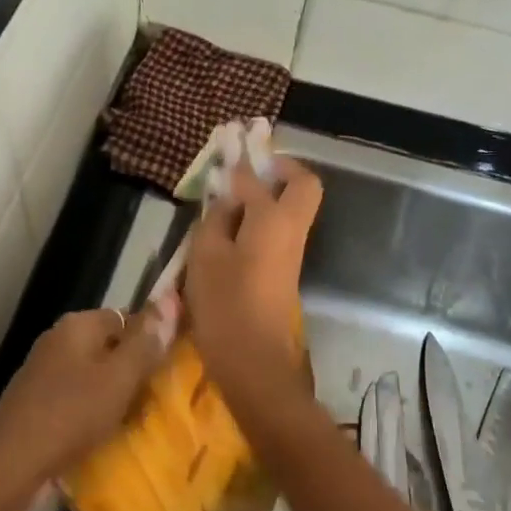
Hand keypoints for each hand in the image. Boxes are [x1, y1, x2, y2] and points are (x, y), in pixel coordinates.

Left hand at [0, 300, 176, 508]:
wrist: (10, 465)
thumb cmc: (71, 414)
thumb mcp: (119, 377)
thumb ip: (145, 341)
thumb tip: (170, 300)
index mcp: (77, 325)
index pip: (125, 317)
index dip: (150, 339)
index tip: (170, 367)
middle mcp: (58, 340)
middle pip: (109, 347)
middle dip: (133, 370)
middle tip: (158, 396)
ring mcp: (43, 372)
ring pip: (93, 375)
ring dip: (114, 394)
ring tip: (137, 418)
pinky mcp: (36, 403)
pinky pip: (76, 398)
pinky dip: (93, 412)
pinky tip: (105, 433)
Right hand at [184, 156, 322, 409]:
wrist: (256, 362)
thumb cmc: (226, 306)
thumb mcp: (206, 256)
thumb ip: (216, 219)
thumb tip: (227, 197)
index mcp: (273, 220)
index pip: (259, 177)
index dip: (240, 162)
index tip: (226, 148)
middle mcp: (292, 230)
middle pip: (303, 185)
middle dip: (279, 169)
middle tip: (246, 170)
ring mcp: (292, 252)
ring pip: (294, 207)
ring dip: (270, 194)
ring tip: (229, 198)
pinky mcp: (285, 270)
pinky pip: (280, 228)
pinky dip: (262, 218)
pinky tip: (231, 228)